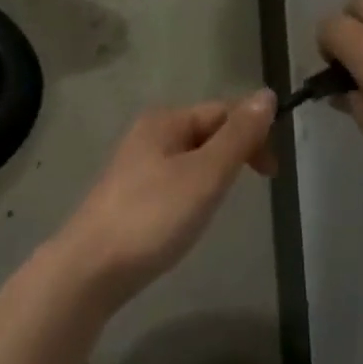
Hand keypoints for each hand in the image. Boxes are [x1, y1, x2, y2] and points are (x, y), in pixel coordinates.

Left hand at [54, 92, 276, 305]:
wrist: (90, 269)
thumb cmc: (153, 216)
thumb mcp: (205, 174)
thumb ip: (238, 136)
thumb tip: (268, 94)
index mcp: (166, 120)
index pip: (224, 111)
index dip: (254, 134)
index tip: (272, 173)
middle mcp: (149, 134)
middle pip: (208, 131)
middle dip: (236, 153)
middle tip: (255, 188)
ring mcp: (136, 165)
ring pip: (192, 157)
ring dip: (216, 173)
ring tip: (220, 203)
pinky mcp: (131, 195)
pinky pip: (176, 179)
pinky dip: (195, 190)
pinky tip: (192, 215)